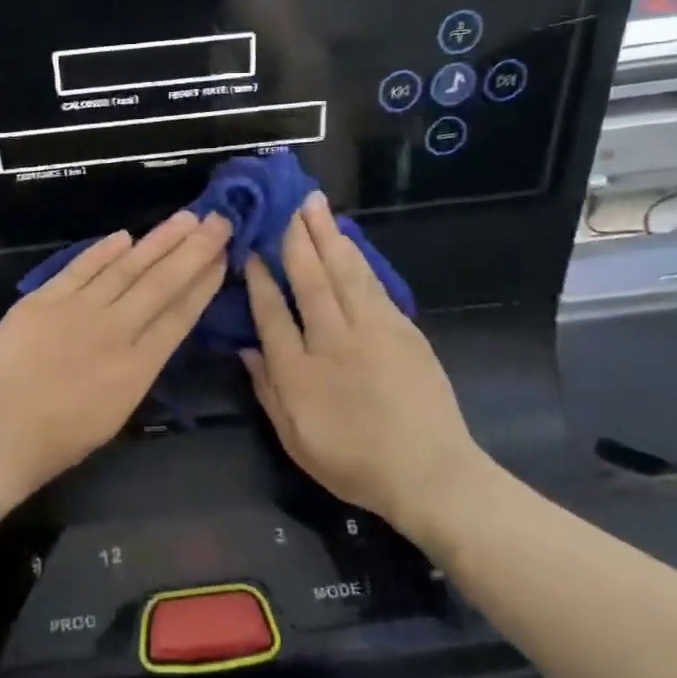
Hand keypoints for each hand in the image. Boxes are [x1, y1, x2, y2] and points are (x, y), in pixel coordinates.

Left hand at [0, 211, 231, 510]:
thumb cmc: (59, 440)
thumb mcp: (116, 413)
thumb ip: (138, 367)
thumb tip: (154, 329)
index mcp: (137, 368)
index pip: (180, 315)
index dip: (204, 283)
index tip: (223, 256)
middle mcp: (114, 332)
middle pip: (161, 283)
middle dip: (194, 249)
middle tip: (218, 220)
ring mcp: (76, 311)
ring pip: (125, 268)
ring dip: (158, 241)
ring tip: (185, 218)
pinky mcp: (42, 301)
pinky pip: (79, 268)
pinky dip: (102, 251)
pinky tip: (124, 236)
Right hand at [242, 193, 482, 533]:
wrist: (430, 474)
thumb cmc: (354, 463)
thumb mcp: (295, 440)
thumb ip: (268, 392)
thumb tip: (246, 349)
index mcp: (299, 373)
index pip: (272, 313)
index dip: (260, 279)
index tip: (251, 250)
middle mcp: (333, 342)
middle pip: (310, 280)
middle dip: (297, 238)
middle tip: (289, 203)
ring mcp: (373, 332)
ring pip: (345, 273)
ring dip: (328, 236)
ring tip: (316, 206)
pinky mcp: (403, 331)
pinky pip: (373, 285)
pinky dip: (358, 259)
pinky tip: (348, 242)